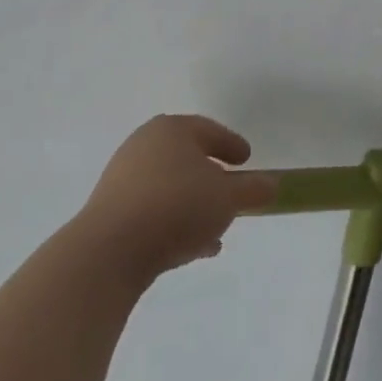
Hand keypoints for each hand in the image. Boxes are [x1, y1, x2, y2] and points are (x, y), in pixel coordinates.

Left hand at [77, 116, 276, 286]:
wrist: (110, 250)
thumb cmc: (177, 207)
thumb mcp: (228, 198)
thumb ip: (253, 189)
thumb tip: (272, 184)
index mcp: (173, 130)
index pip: (210, 130)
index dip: (232, 145)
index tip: (247, 160)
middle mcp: (144, 145)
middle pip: (187, 157)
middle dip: (210, 175)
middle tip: (231, 190)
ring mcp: (122, 177)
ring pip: (169, 186)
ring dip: (193, 203)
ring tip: (216, 228)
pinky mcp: (109, 210)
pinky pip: (152, 209)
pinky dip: (173, 220)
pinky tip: (192, 247)